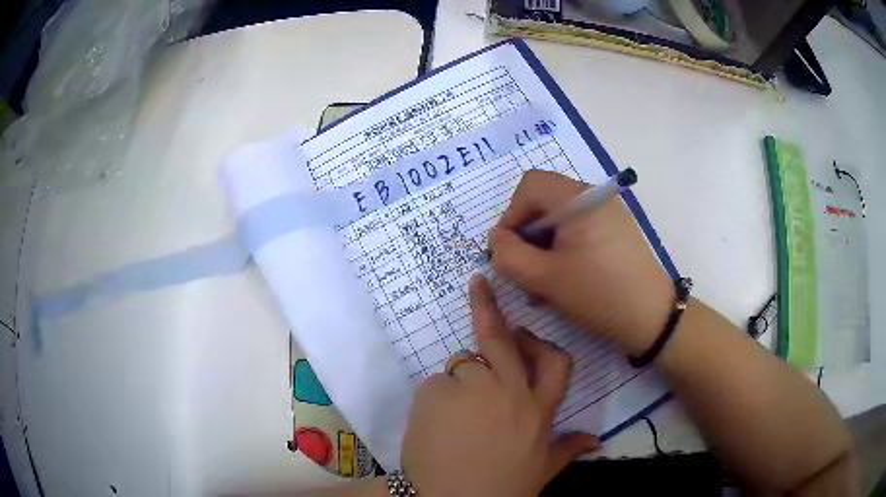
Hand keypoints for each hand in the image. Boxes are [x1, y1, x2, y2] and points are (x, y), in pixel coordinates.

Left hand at [400, 275, 597, 496]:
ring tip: (453, 419)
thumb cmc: (503, 488)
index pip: (554, 362)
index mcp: (538, 409)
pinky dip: (435, 400)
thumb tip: (596, 441)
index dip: (540, 340)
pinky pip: (435, 385)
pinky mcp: (435, 392)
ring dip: (459, 383)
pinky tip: (435, 427)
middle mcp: (508, 390)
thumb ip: (568, 449)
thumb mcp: (543, 470)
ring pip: (462, 365)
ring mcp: (471, 388)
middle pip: (500, 340)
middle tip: (477, 283)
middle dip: (488, 307)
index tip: (523, 325)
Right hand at [489, 170, 673, 355]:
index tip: (508, 251)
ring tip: (543, 285)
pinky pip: (579, 231)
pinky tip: (563, 280)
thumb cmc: (598, 294)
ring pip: (560, 220)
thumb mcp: (544, 278)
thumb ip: (509, 255)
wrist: (651, 317)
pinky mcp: (615, 231)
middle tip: (524, 273)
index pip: (529, 187)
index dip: (510, 216)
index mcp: (579, 198)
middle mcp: (595, 198)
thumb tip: (496, 240)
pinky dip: (563, 251)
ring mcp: (608, 214)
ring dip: (543, 248)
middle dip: (527, 237)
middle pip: (545, 202)